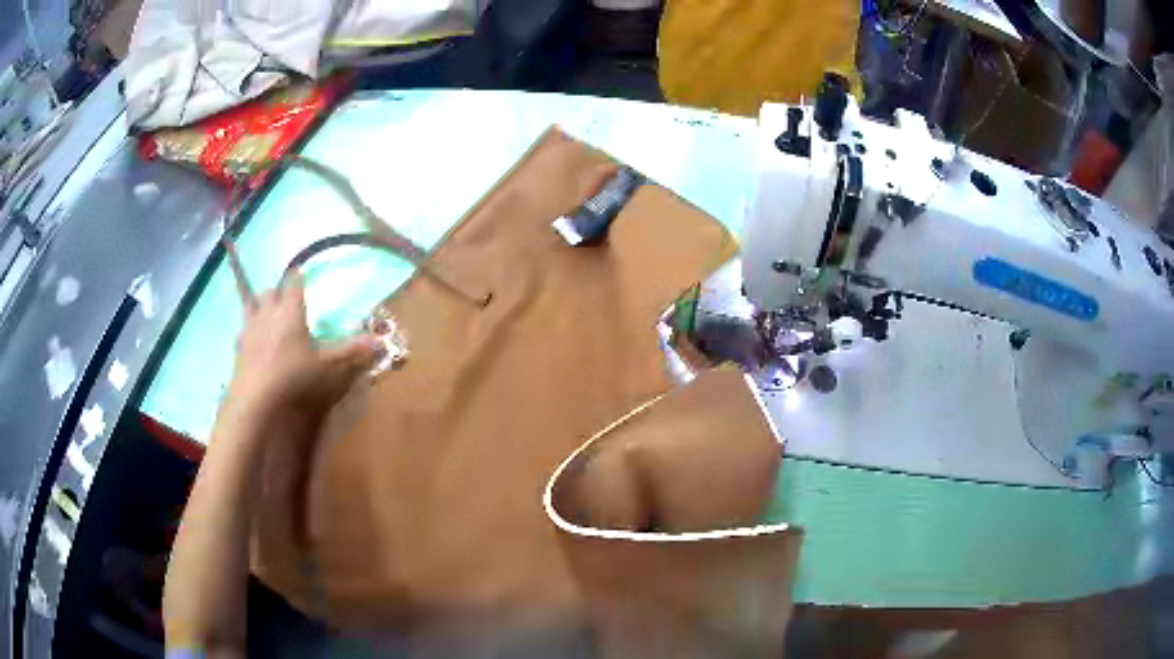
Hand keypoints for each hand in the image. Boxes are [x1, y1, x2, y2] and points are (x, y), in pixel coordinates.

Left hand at [225, 276, 381, 425]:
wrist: (256, 402)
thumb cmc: (294, 378)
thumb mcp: (330, 367)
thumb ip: (353, 352)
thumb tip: (381, 341)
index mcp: (290, 311)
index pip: (294, 282)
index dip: (299, 276)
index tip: (302, 272)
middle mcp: (267, 313)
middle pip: (270, 292)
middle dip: (278, 292)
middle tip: (287, 300)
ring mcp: (249, 331)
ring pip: (252, 307)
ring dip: (261, 307)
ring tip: (268, 316)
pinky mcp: (237, 350)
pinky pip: (243, 332)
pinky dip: (250, 332)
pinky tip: (255, 344)